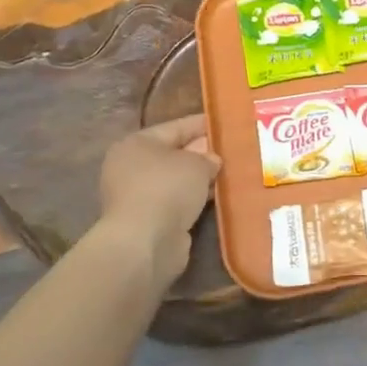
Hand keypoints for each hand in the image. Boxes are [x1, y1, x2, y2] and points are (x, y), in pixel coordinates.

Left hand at [98, 115, 220, 287]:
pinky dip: (195, 199)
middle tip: (233, 150)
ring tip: (231, 173)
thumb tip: (212, 161)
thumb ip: (208, 158)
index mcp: (137, 143)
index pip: (176, 127)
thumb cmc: (167, 189)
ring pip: (177, 181)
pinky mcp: (149, 221)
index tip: (226, 123)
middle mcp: (132, 167)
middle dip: (203, 153)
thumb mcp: (196, 164)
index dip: (202, 124)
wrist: (145, 242)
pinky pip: (177, 202)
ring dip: (200, 179)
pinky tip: (218, 197)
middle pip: (175, 154)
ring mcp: (138, 196)